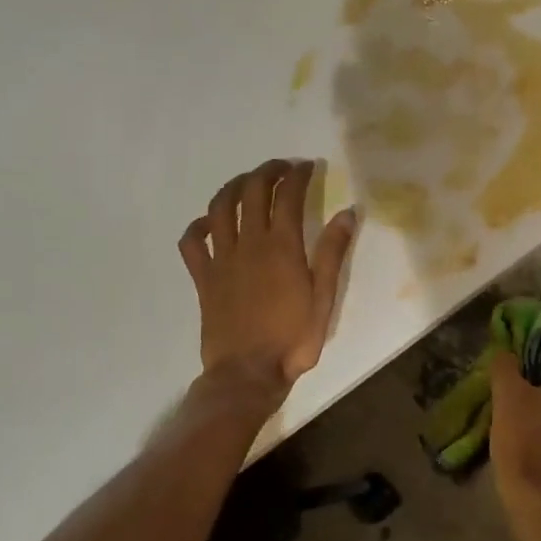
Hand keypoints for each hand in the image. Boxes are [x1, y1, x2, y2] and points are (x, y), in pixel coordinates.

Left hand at [179, 160, 356, 397]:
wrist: (247, 373)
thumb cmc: (293, 339)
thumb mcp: (324, 298)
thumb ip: (332, 253)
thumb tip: (348, 212)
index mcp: (282, 247)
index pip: (288, 196)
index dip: (297, 175)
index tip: (307, 166)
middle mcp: (249, 244)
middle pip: (252, 192)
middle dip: (267, 171)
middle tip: (281, 167)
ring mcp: (222, 260)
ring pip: (220, 208)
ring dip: (234, 187)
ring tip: (247, 182)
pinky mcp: (203, 278)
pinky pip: (192, 243)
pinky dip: (198, 226)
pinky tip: (209, 223)